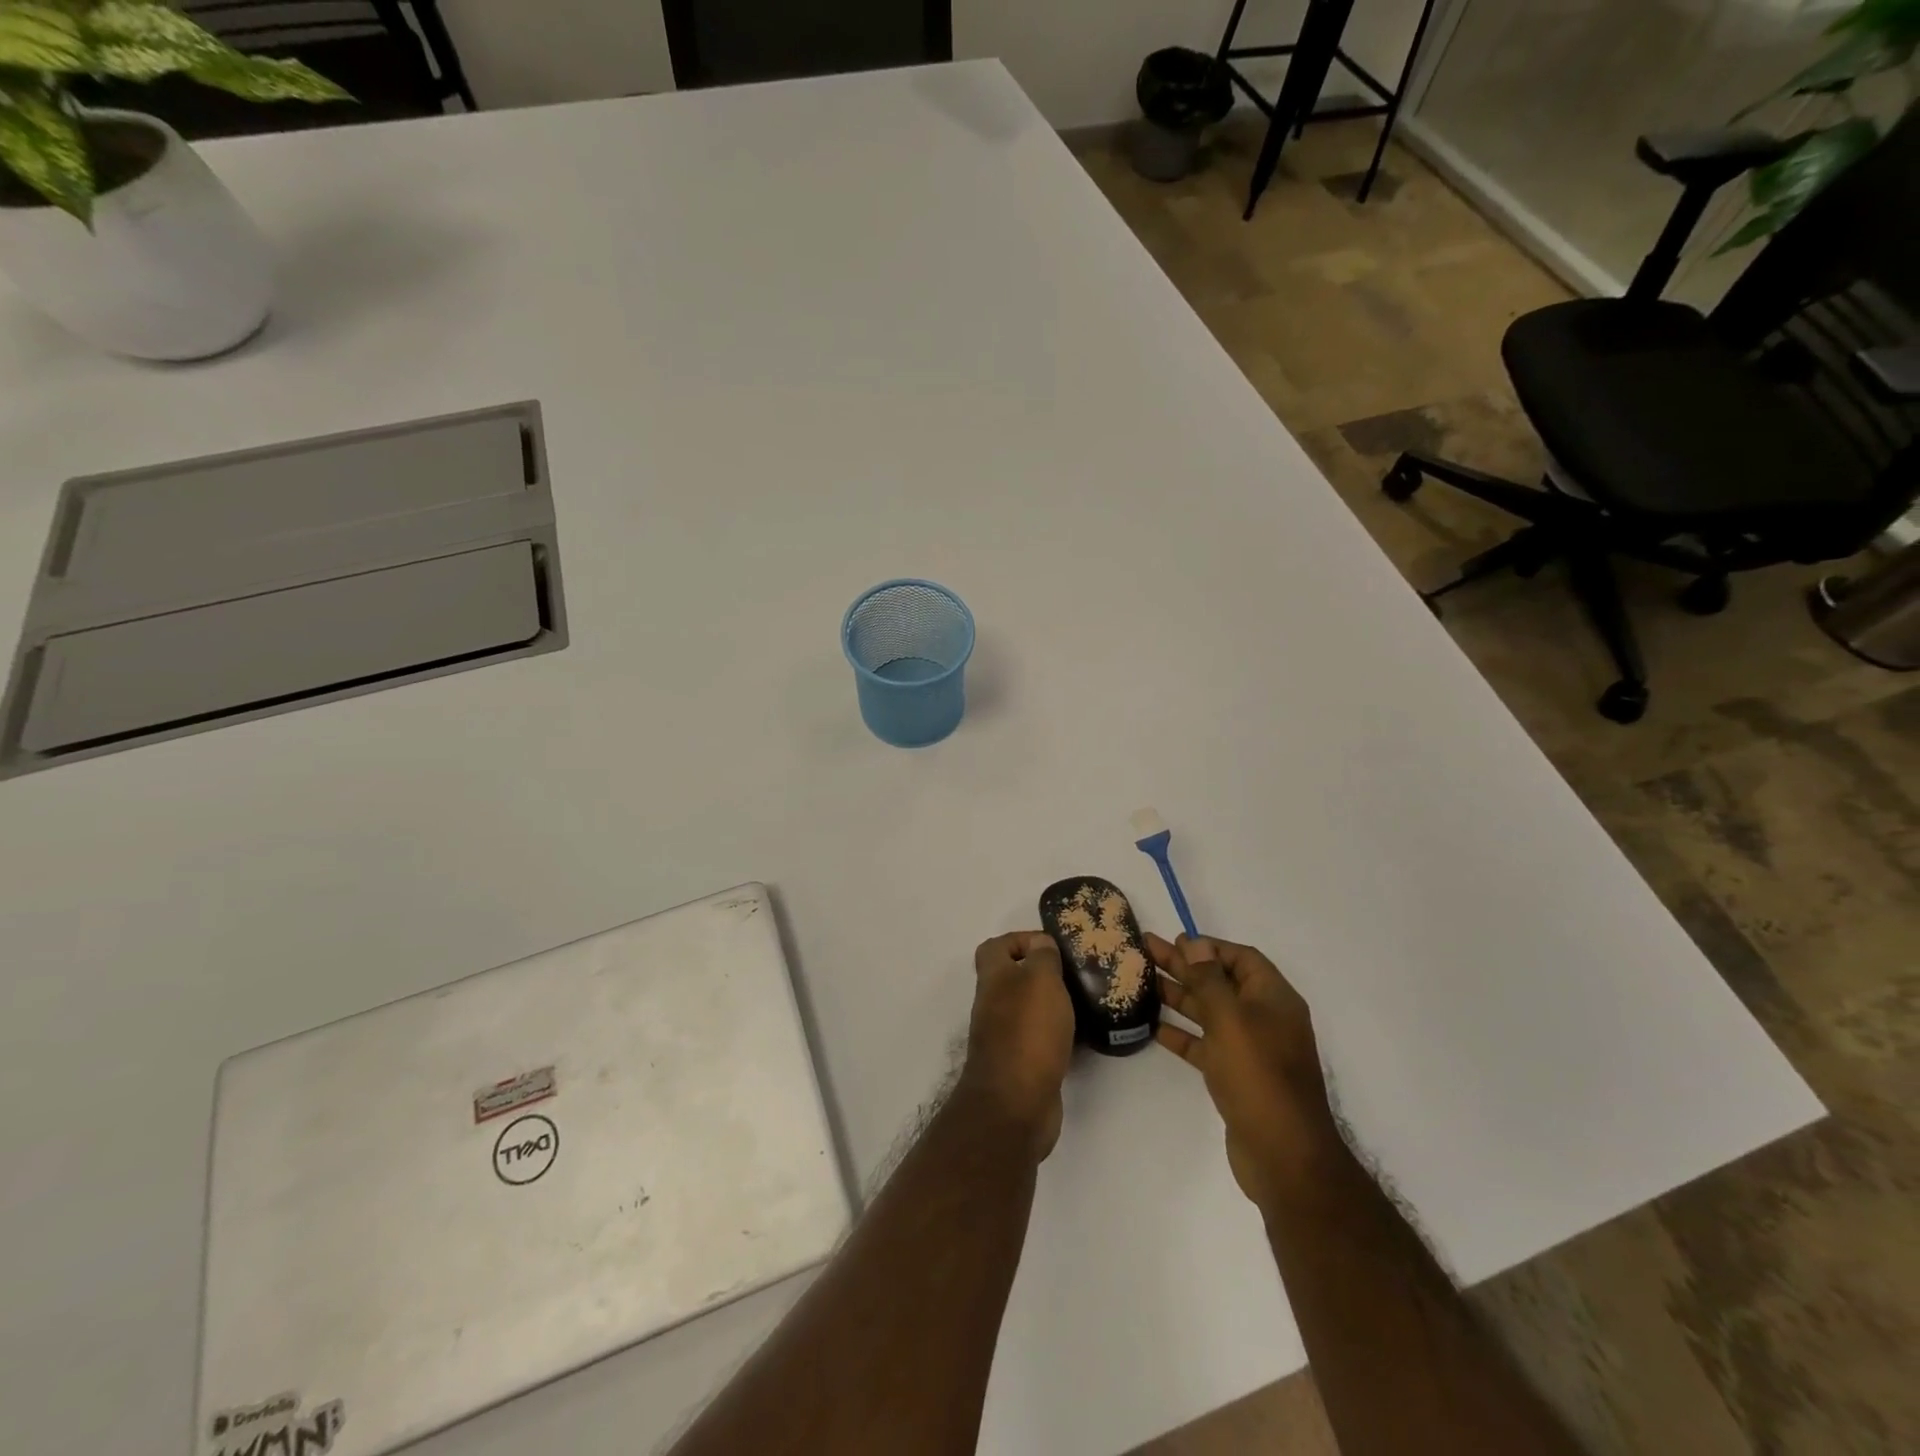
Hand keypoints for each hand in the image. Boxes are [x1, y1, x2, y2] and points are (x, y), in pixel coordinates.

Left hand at [960, 931, 1075, 1162]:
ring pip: (1028, 1010)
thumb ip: (1042, 957)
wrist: (1015, 1104)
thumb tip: (1041, 945)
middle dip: (1043, 974)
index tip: (1051, 946)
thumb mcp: (1040, 979)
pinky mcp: (1020, 1066)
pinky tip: (1083, 1038)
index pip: (995, 947)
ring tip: (1085, 1003)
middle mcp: (993, 1005)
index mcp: (993, 979)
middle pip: (1012, 979)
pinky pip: (1040, 1040)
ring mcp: (1004, 1038)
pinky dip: (1059, 1036)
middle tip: (1075, 975)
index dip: (1020, 939)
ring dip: (1053, 1005)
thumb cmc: (1028, 1031)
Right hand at [1150, 933, 1340, 1212]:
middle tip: (1146, 950)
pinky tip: (1154, 1027)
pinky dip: (1183, 1034)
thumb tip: (1196, 943)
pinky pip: (1206, 1045)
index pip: (1241, 958)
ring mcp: (1251, 1049)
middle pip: (1220, 982)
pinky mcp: (1236, 1076)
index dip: (1208, 947)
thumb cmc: (1258, 1076)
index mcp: (1273, 999)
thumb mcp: (1230, 1019)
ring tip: (1143, 982)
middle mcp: (1264, 1019)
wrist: (1284, 1156)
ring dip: (1179, 996)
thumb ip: (1209, 979)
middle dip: (1185, 966)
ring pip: (1210, 1013)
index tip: (1174, 941)